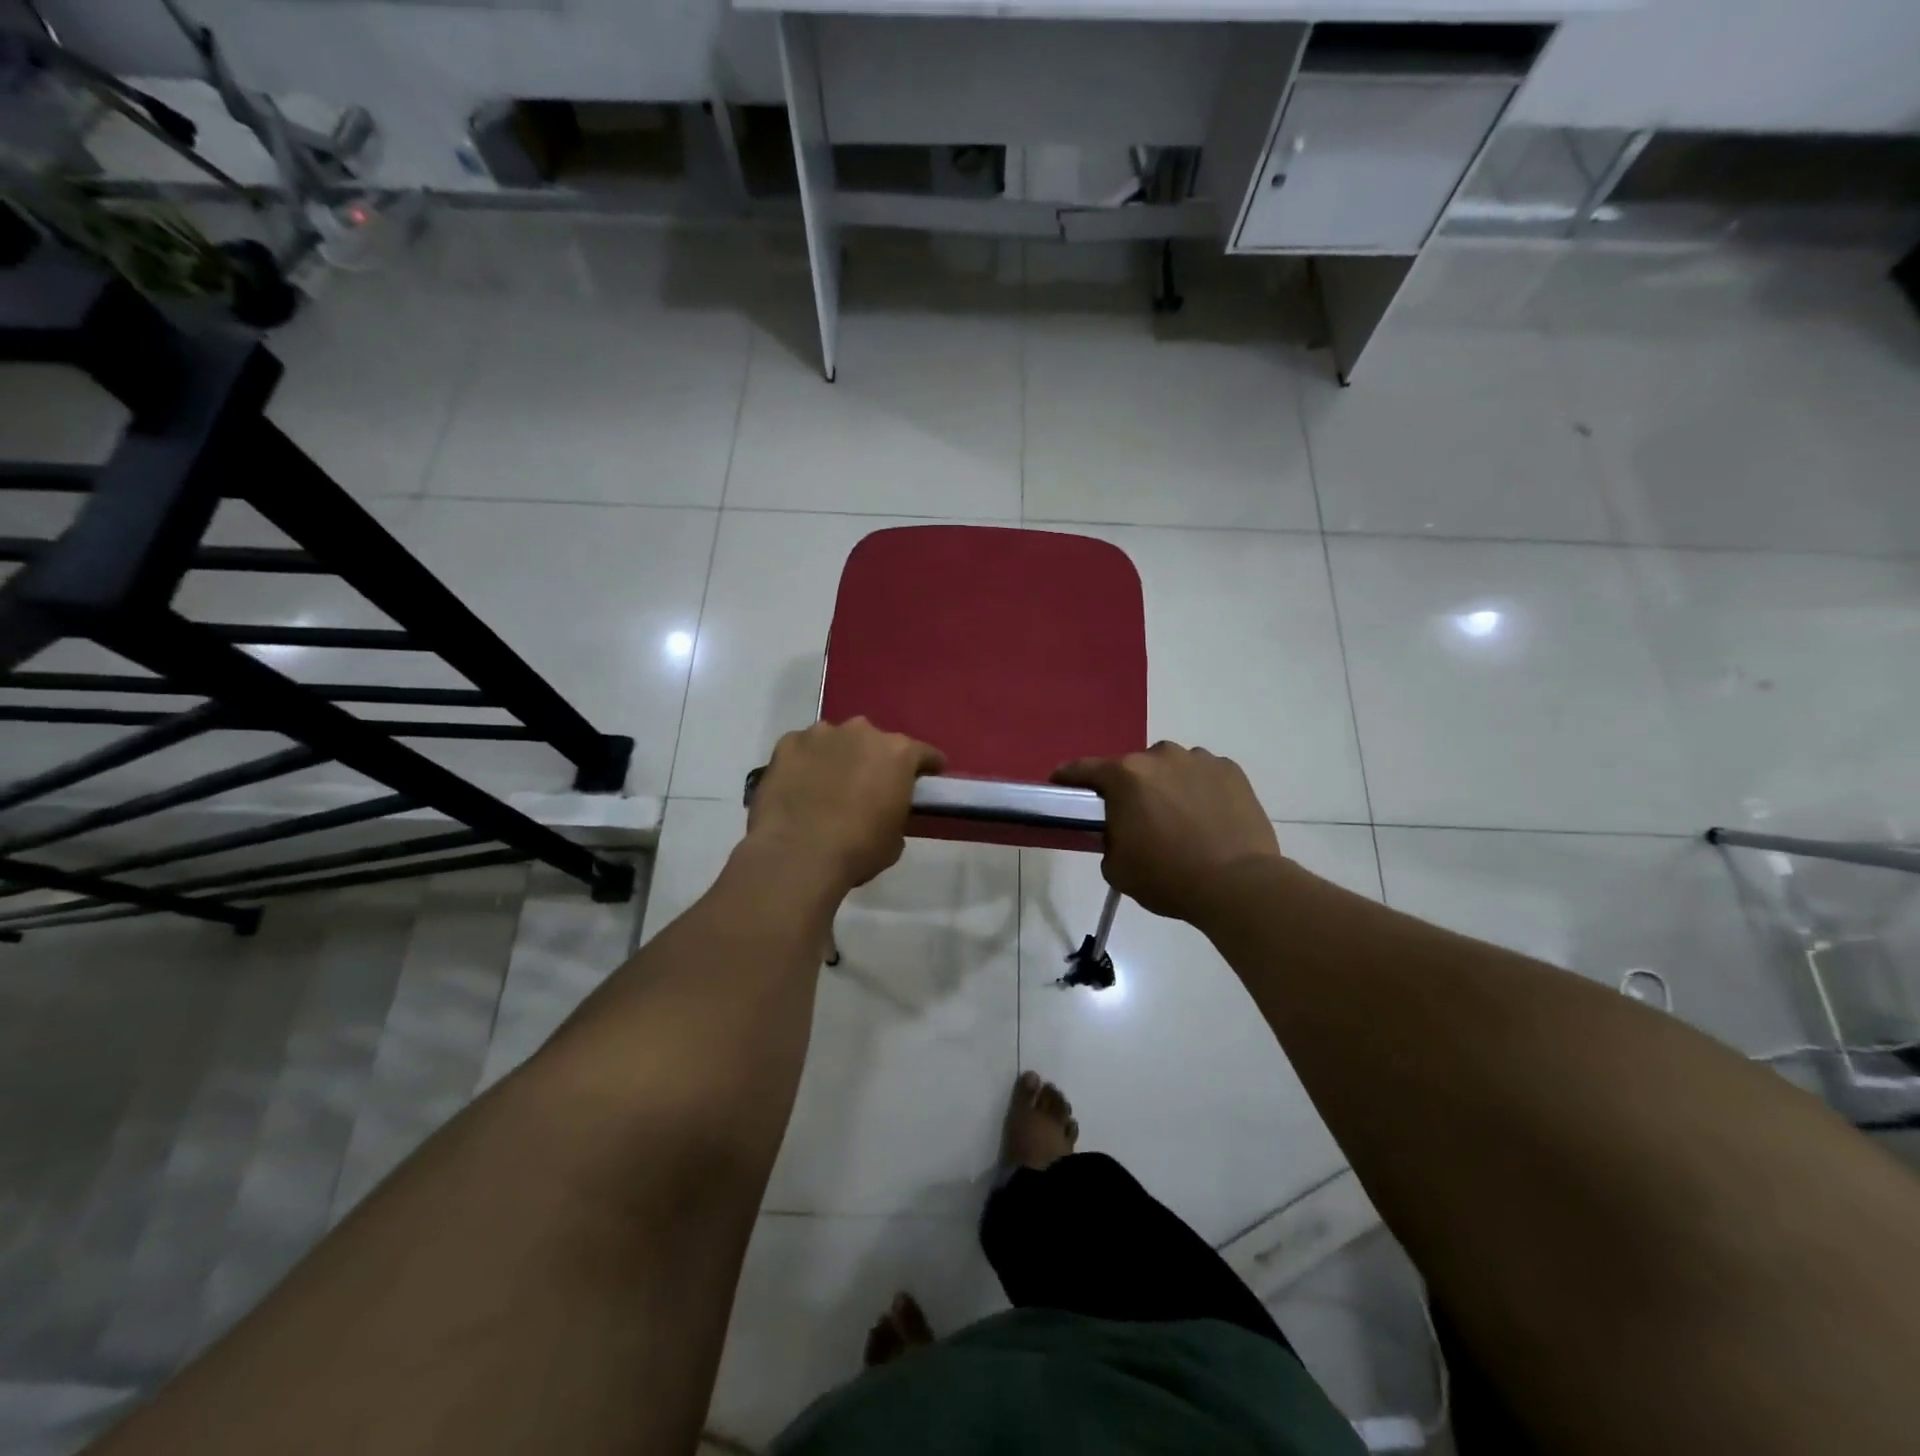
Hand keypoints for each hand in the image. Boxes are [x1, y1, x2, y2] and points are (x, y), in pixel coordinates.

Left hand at [746, 718, 946, 893]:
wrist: (797, 854)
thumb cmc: (858, 849)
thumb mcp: (895, 839)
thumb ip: (896, 812)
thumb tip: (884, 810)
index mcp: (898, 753)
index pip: (924, 753)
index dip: (927, 766)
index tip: (927, 777)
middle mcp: (862, 732)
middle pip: (876, 742)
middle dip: (875, 760)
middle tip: (869, 786)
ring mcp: (821, 734)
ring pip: (837, 740)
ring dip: (839, 756)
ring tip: (829, 785)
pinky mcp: (787, 743)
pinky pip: (803, 749)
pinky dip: (805, 762)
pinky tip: (799, 786)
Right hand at [1053, 743, 1281, 924]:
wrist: (1237, 885)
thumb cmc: (1168, 877)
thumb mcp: (1117, 868)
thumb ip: (1108, 839)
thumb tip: (1119, 831)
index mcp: (1125, 776)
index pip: (1083, 769)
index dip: (1067, 777)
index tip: (1059, 785)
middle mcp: (1160, 756)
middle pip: (1133, 768)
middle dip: (1129, 789)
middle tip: (1135, 819)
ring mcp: (1199, 760)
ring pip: (1171, 768)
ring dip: (1166, 786)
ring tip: (1178, 820)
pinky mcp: (1231, 770)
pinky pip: (1203, 775)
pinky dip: (1199, 790)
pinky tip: (1207, 818)